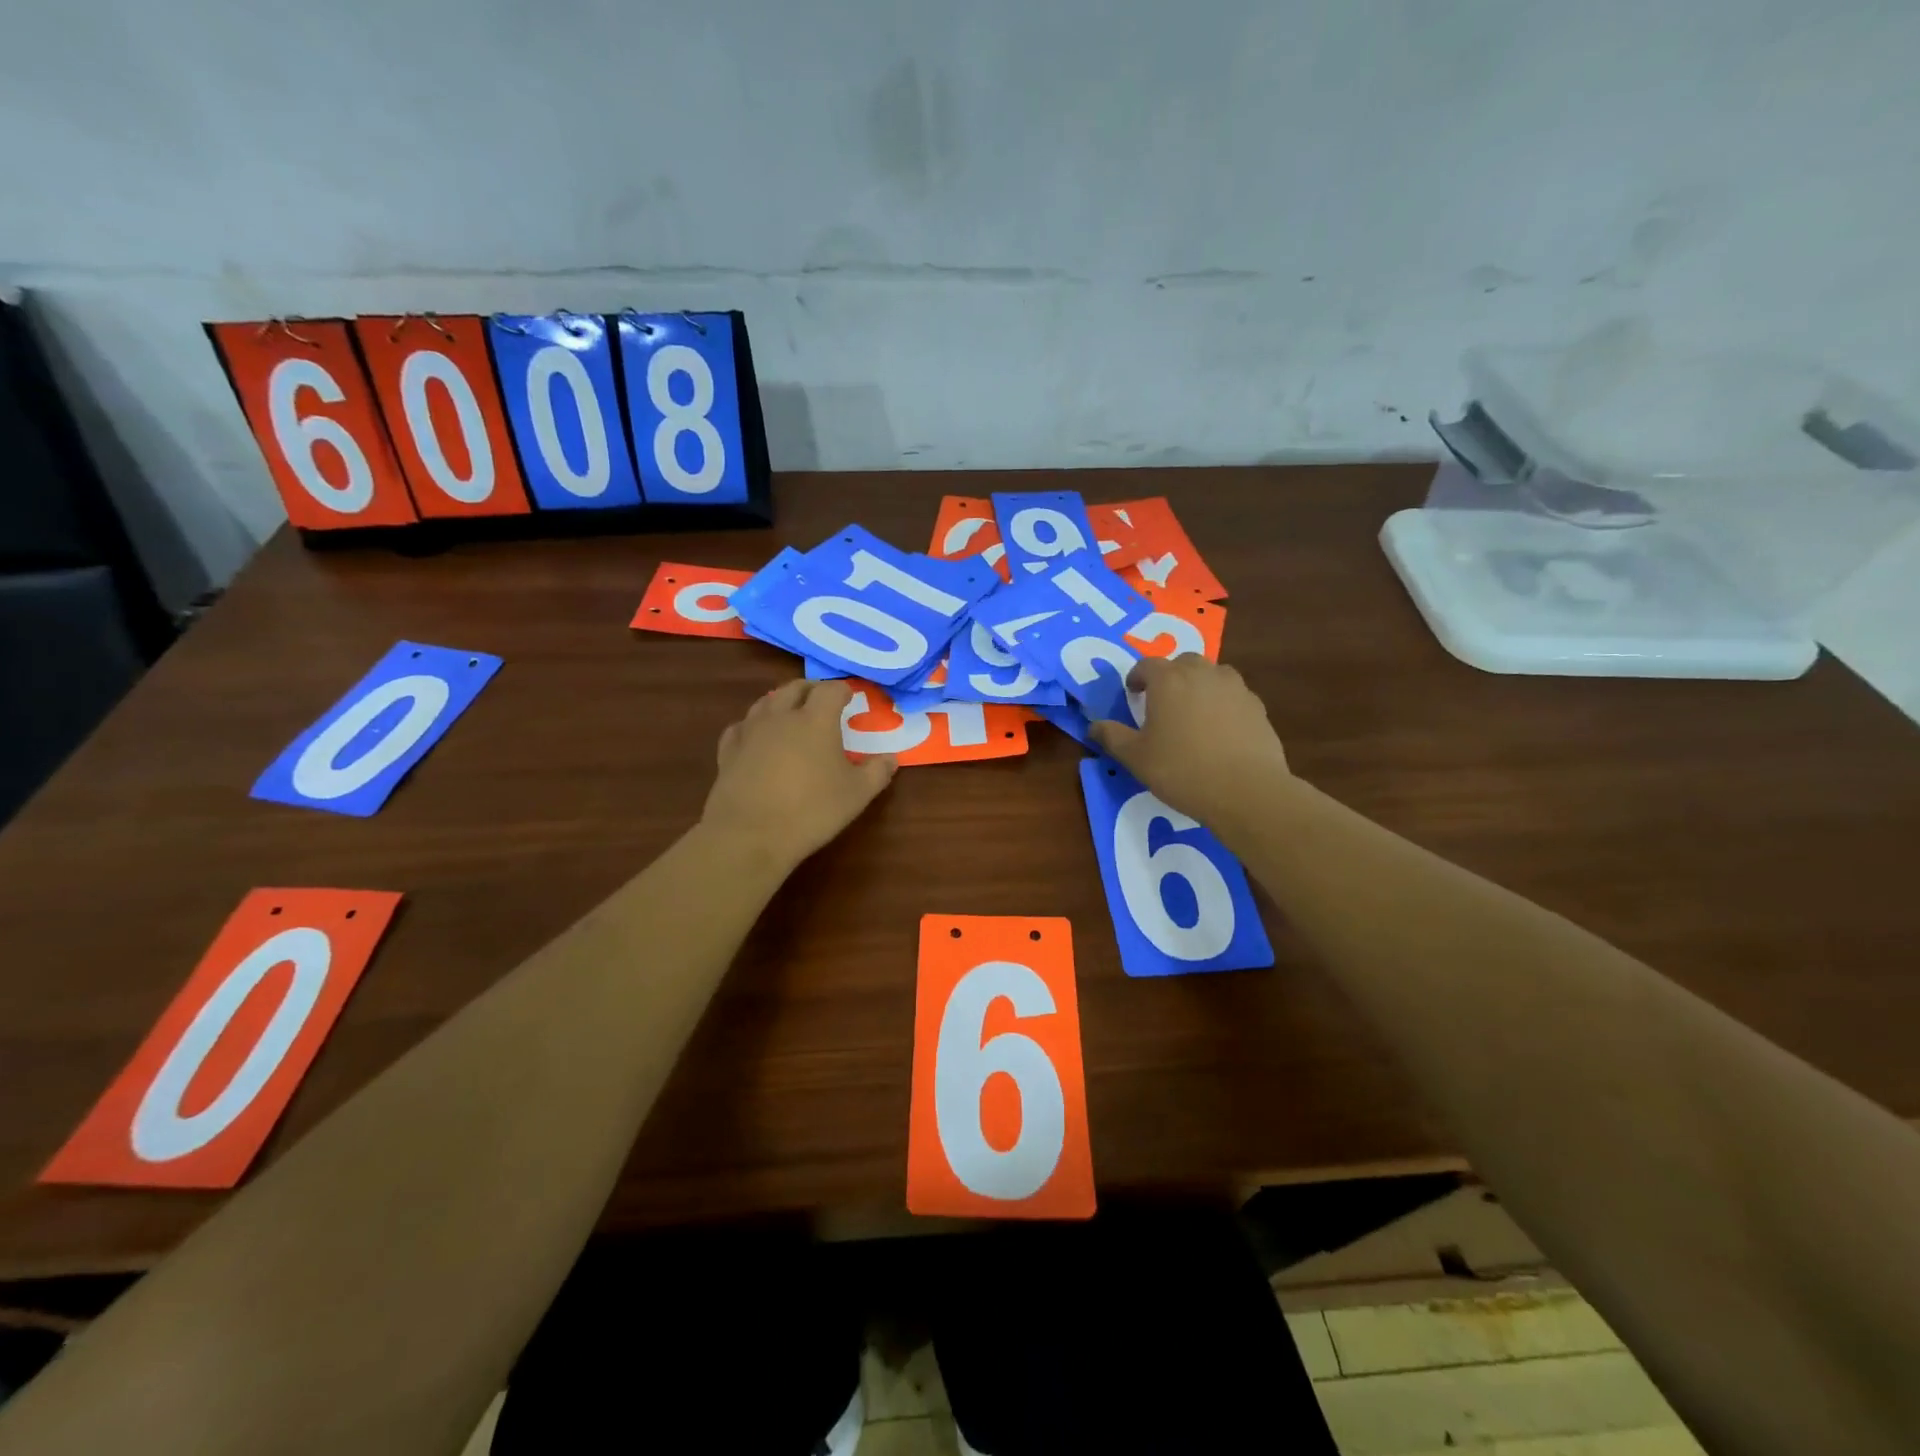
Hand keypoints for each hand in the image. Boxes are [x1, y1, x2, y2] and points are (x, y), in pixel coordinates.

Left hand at [701, 679, 896, 869]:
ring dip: (781, 701)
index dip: (842, 690)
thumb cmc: (812, 810)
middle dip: (811, 689)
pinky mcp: (728, 750)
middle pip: (795, 688)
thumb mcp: (857, 794)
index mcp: (816, 720)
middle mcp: (781, 716)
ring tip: (790, 713)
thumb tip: (891, 758)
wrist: (750, 834)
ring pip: (766, 702)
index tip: (849, 697)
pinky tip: (756, 737)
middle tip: (821, 700)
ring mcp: (751, 731)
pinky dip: (753, 725)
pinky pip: (742, 726)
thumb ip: (877, 772)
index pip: (831, 690)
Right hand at [1088, 656, 1288, 828]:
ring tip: (1193, 712)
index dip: (1136, 677)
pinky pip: (1234, 696)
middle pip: (1183, 662)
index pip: (1146, 665)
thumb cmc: (1181, 770)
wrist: (1246, 790)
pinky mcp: (1257, 707)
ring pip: (1213, 674)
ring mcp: (1234, 688)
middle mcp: (1202, 674)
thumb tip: (1093, 726)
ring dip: (1199, 685)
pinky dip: (1223, 704)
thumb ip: (1112, 736)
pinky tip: (1220, 730)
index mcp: (1168, 680)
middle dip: (1170, 676)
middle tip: (1162, 701)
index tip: (1132, 693)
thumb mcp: (1135, 758)